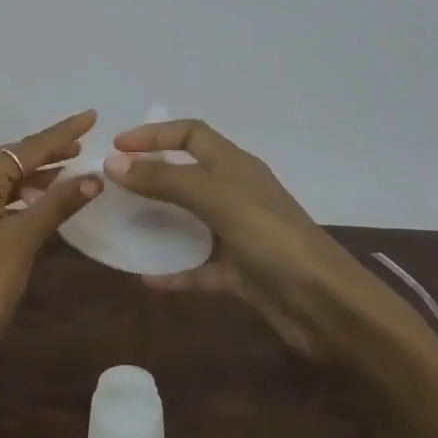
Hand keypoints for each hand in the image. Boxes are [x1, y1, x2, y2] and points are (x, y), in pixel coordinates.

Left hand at [0, 110, 101, 387]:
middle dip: (48, 151)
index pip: (22, 150)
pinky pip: (2, 207)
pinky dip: (27, 201)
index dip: (59, 133)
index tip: (91, 117)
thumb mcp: (23, 241)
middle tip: (85, 142)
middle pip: (11, 162)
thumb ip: (57, 204)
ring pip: (6, 185)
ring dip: (39, 176)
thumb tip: (93, 177)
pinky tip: (47, 205)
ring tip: (74, 170)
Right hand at [104, 119, 409, 359]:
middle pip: (187, 174)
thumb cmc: (271, 237)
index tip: (117, 148)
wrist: (325, 304)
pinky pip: (198, 267)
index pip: (191, 133)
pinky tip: (146, 279)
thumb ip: (164, 180)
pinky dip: (174, 271)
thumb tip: (114, 163)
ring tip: (121, 225)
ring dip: (158, 222)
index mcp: (235, 165)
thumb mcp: (215, 199)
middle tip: (112, 186)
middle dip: (151, 176)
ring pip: (190, 220)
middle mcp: (236, 193)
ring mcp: (239, 233)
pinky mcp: (240, 272)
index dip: (154, 134)